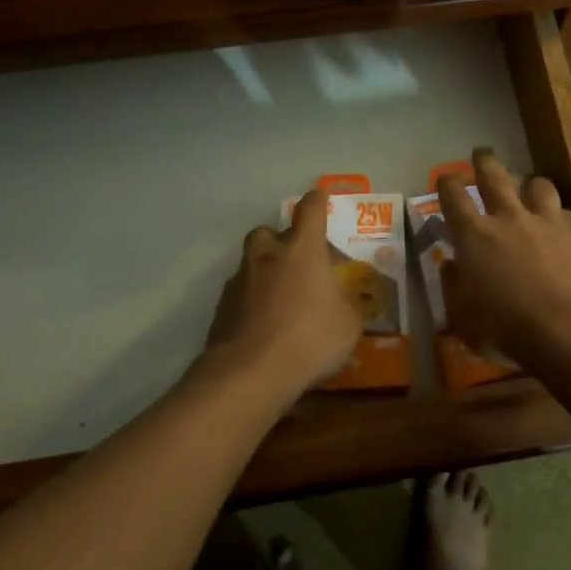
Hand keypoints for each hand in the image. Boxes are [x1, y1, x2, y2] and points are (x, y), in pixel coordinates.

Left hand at [198, 189, 359, 403]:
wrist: (250, 373)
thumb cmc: (309, 339)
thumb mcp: (349, 325)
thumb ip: (349, 306)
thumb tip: (349, 302)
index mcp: (302, 251)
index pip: (310, 210)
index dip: (317, 201)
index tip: (321, 197)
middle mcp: (267, 256)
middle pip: (269, 232)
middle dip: (281, 240)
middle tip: (296, 261)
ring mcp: (240, 281)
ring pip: (251, 263)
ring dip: (265, 272)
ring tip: (280, 298)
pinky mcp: (221, 308)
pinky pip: (240, 294)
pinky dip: (251, 302)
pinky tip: (263, 324)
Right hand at [438, 150, 570, 359]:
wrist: (569, 328)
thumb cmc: (506, 329)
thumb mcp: (463, 317)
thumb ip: (453, 286)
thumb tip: (451, 265)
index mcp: (474, 236)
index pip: (453, 197)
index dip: (447, 184)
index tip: (446, 178)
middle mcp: (508, 217)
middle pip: (494, 176)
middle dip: (484, 161)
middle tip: (481, 153)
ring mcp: (546, 220)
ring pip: (537, 185)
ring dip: (530, 184)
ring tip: (530, 188)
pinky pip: (565, 212)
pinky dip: (558, 215)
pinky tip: (560, 225)